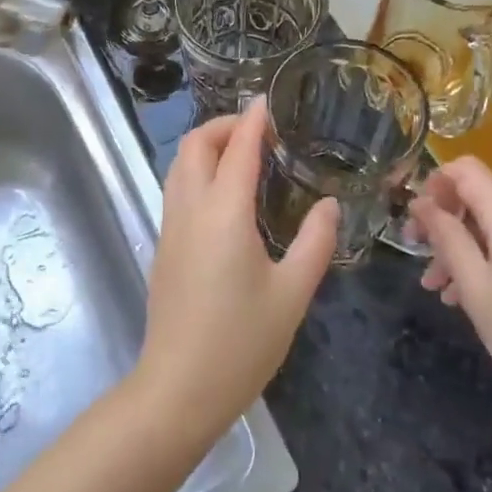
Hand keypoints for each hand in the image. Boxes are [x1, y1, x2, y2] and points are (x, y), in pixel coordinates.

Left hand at [134, 101, 338, 442]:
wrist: (178, 390)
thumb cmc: (241, 343)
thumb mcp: (292, 294)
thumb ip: (315, 242)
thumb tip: (328, 205)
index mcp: (224, 213)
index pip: (236, 148)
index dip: (252, 119)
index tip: (268, 101)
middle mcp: (190, 210)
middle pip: (194, 146)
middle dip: (222, 126)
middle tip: (258, 132)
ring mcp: (170, 229)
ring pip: (179, 167)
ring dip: (206, 148)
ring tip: (244, 158)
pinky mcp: (163, 249)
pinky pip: (177, 191)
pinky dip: (198, 174)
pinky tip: (227, 198)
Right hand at [407, 156, 491, 420]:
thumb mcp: (476, 287)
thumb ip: (447, 237)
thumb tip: (422, 202)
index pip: (466, 169)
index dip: (434, 184)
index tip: (415, 221)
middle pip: (480, 198)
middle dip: (445, 223)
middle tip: (417, 257)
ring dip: (463, 248)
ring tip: (438, 290)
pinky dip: (490, 259)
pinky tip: (472, 297)